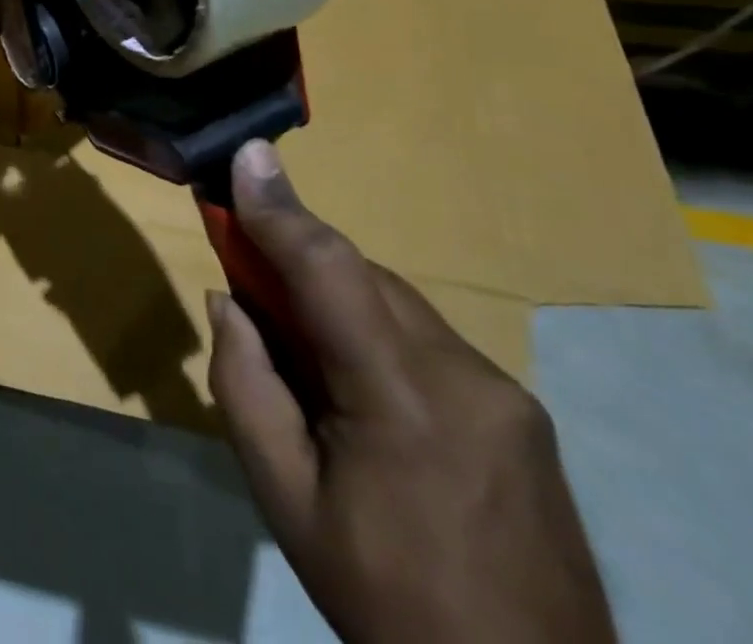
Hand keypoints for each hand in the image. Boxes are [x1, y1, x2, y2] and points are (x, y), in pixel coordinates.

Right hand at [207, 140, 615, 643]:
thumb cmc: (388, 602)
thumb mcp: (287, 502)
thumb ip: (245, 385)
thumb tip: (229, 301)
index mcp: (402, 401)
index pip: (329, 272)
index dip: (281, 210)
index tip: (244, 154)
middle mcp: (465, 375)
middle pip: (361, 277)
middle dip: (298, 262)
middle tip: (248, 281)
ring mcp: (505, 391)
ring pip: (394, 302)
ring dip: (337, 300)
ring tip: (307, 355)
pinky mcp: (523, 410)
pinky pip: (426, 337)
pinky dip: (377, 333)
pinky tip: (365, 392)